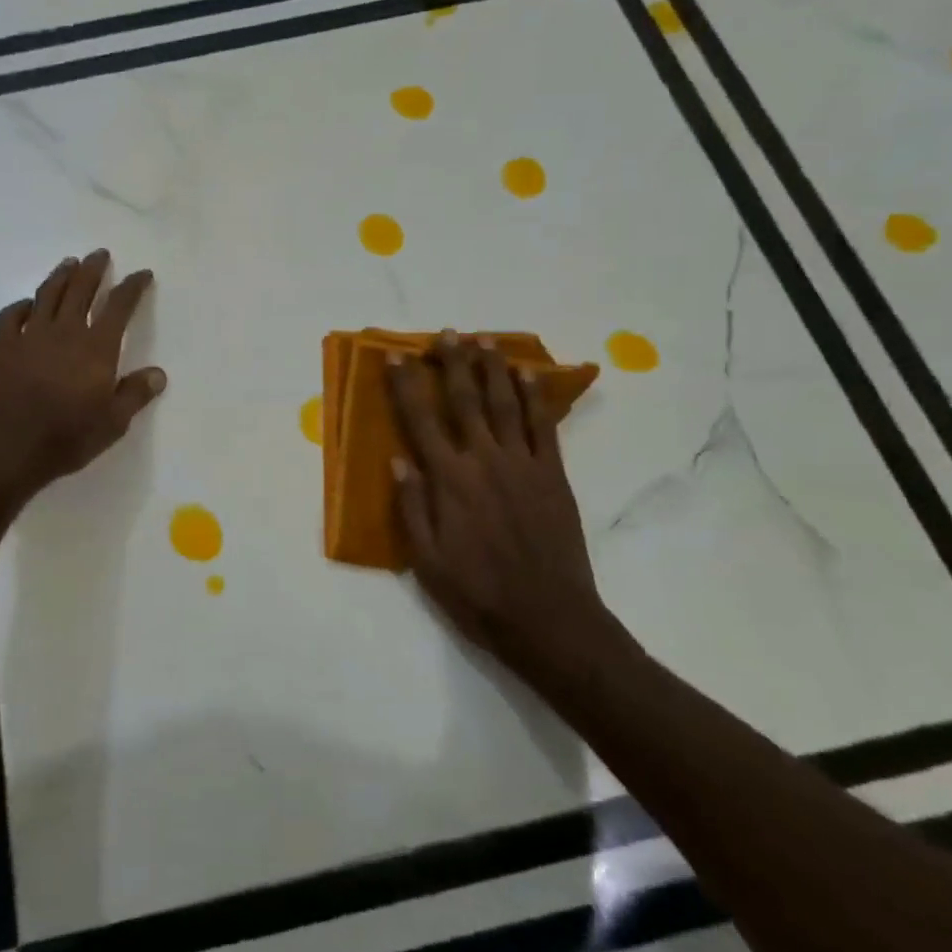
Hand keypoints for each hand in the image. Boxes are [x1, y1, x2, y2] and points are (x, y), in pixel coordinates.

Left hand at [0, 249, 165, 499]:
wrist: (5, 449)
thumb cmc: (65, 439)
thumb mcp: (112, 424)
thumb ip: (135, 394)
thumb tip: (158, 373)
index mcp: (96, 348)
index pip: (119, 307)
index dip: (133, 287)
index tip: (143, 274)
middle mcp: (64, 332)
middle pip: (80, 290)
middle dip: (93, 269)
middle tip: (100, 254)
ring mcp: (30, 337)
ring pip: (47, 294)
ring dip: (61, 276)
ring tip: (70, 263)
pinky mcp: (3, 348)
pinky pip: (12, 316)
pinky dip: (22, 305)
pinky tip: (28, 304)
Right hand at [388, 333, 615, 683]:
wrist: (548, 619)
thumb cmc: (477, 593)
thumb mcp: (426, 561)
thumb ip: (411, 507)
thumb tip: (398, 460)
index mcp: (449, 481)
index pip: (421, 422)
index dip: (407, 387)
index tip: (397, 358)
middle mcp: (484, 461)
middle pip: (465, 401)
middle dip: (453, 363)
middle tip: (447, 333)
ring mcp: (524, 465)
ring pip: (506, 404)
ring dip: (493, 369)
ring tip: (485, 341)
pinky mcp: (554, 476)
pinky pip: (544, 427)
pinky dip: (536, 398)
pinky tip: (529, 375)